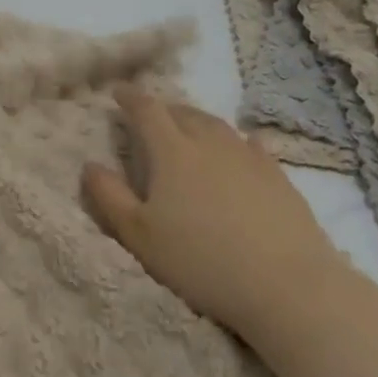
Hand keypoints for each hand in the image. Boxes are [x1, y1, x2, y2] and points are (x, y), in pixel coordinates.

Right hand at [84, 86, 344, 341]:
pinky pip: (250, 144)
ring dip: (196, 121)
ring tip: (188, 128)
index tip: (118, 91)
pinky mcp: (277, 176)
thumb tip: (89, 165)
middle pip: (182, 112)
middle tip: (150, 115)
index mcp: (172, 151)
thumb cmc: (202, 261)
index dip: (130, 97)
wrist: (288, 286)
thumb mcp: (139, 235)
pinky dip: (235, 140)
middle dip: (162, 109)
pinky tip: (239, 147)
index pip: (146, 110)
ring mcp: (248, 156)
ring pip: (216, 125)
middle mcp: (209, 142)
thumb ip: (109, 196)